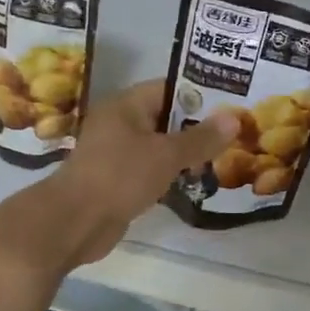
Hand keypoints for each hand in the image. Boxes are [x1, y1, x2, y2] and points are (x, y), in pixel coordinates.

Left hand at [51, 79, 238, 262]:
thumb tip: (234, 118)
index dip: (201, 94)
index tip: (232, 103)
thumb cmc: (120, 176)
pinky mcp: (118, 179)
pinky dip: (171, 172)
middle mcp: (120, 123)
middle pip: (166, 117)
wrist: (75, 222)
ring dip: (186, 152)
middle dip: (198, 126)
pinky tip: (196, 180)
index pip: (170, 88)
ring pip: (159, 145)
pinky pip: (151, 168)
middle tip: (235, 132)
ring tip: (223, 156)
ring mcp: (117, 152)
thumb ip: (201, 138)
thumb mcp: (166, 154)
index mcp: (126, 105)